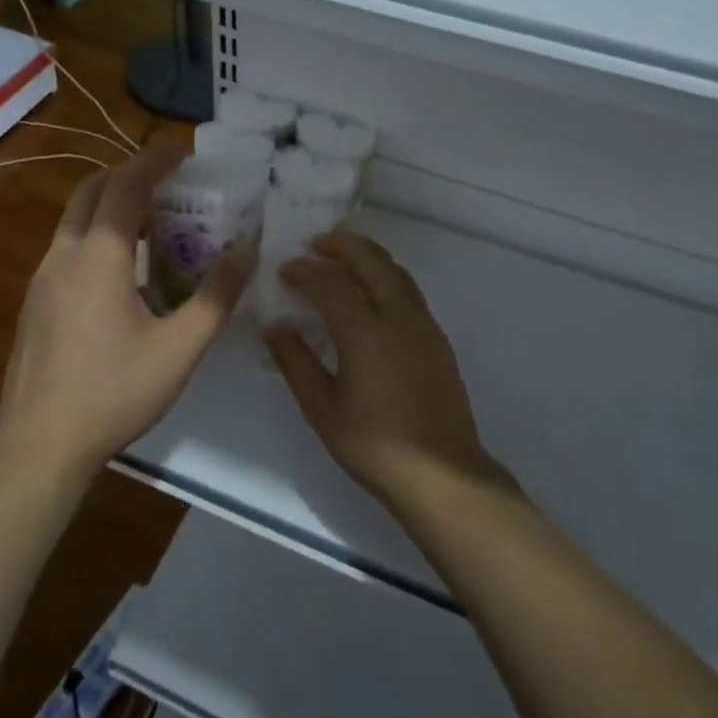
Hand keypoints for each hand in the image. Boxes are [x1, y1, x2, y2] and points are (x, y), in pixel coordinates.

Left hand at [0, 143, 250, 477]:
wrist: (38, 444)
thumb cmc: (114, 392)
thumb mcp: (180, 349)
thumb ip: (216, 297)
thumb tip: (245, 253)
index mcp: (99, 257)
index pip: (126, 187)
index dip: (154, 161)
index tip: (182, 150)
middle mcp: (64, 256)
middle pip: (91, 191)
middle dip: (128, 174)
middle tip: (167, 181)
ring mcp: (42, 279)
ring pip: (75, 219)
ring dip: (111, 205)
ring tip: (153, 223)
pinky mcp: (35, 303)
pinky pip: (68, 248)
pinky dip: (97, 235)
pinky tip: (123, 271)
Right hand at [266, 232, 506, 512]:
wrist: (441, 473)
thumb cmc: (374, 446)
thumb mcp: (322, 409)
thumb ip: (297, 362)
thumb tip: (276, 326)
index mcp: (367, 334)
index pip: (331, 284)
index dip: (305, 271)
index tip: (283, 270)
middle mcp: (400, 318)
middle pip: (373, 261)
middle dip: (343, 245)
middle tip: (316, 244)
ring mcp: (424, 326)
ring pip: (396, 272)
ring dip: (367, 258)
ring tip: (341, 260)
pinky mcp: (438, 339)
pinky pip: (409, 291)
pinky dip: (385, 278)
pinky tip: (369, 295)